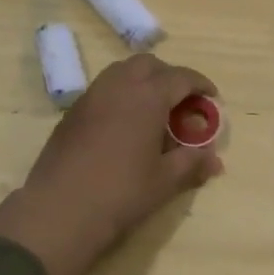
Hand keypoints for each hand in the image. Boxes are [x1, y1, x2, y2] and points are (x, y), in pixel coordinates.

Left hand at [0, 54, 224, 274]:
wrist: (59, 210)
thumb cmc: (121, 193)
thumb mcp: (165, 181)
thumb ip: (191, 163)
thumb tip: (214, 160)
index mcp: (147, 96)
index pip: (181, 77)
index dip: (200, 84)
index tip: (212, 98)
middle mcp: (118, 86)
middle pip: (149, 64)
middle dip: (169, 76)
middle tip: (181, 102)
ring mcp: (91, 97)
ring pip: (122, 72)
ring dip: (142, 82)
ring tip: (153, 111)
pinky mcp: (72, 112)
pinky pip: (103, 90)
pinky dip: (120, 95)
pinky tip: (124, 125)